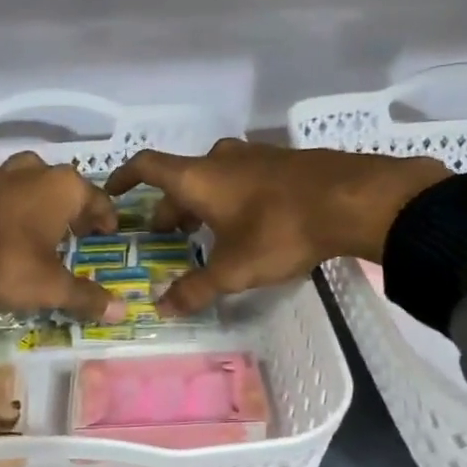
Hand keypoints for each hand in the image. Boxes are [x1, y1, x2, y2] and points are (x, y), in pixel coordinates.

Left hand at [0, 152, 124, 322]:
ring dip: (31, 201)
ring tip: (31, 228)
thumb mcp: (49, 287)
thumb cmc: (3, 263)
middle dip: (68, 206)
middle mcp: (29, 170)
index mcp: (61, 187)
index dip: (104, 217)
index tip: (107, 233)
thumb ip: (85, 296)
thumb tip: (121, 310)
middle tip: (71, 232)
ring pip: (22, 182)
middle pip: (59, 185)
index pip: (96, 198)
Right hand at [104, 140, 450, 315]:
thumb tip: (161, 309)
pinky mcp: (283, 163)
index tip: (112, 192)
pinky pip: (241, 178)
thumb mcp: (234, 269)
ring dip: (201, 203)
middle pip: (181, 179)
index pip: (147, 167)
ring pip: (213, 178)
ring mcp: (254, 157)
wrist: (354, 198)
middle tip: (166, 236)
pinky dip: (230, 198)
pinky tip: (246, 225)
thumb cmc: (281, 230)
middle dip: (169, 208)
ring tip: (204, 234)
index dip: (124, 178)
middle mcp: (220, 160)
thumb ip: (195, 289)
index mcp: (198, 178)